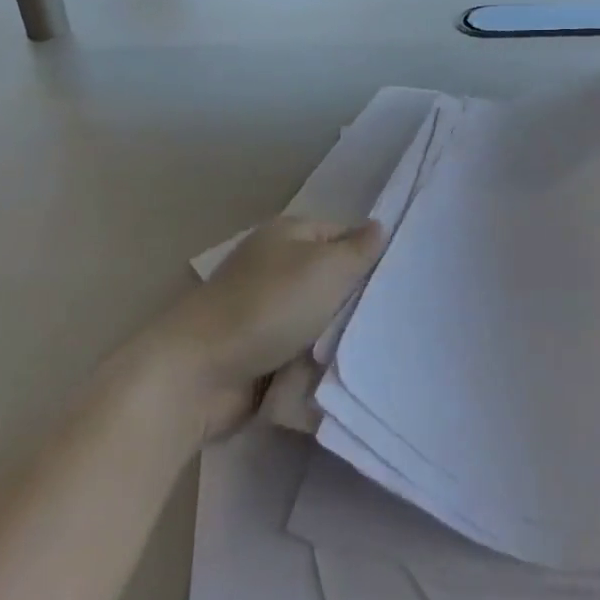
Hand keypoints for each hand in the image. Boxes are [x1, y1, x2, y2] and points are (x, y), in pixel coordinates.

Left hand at [150, 215, 384, 437]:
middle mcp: (276, 264)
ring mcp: (264, 309)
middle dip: (355, 301)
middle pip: (331, 278)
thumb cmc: (269, 306)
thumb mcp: (327, 268)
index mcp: (289, 233)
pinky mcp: (257, 350)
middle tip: (389, 320)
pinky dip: (313, 362)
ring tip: (370, 351)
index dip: (369, 255)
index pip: (343, 234)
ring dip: (335, 336)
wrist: (200, 373)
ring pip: (318, 318)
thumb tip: (379, 226)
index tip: (399, 282)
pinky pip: (299, 351)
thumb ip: (359, 249)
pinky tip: (338, 372)